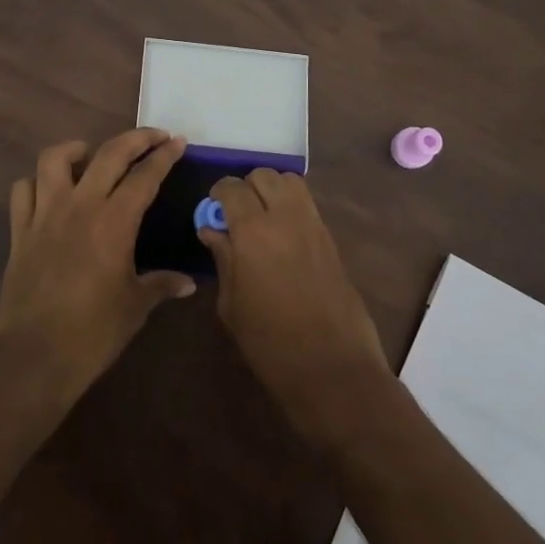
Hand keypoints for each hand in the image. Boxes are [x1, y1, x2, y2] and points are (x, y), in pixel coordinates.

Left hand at [0, 129, 195, 402]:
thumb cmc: (92, 333)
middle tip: (154, 136)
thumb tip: (188, 283)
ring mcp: (44, 215)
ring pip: (54, 159)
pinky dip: (36, 183)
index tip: (177, 142)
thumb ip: (161, 285)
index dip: (164, 156)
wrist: (33, 357)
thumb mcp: (135, 307)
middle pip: (109, 154)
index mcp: (114, 221)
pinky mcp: (19, 231)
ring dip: (76, 149)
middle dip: (135, 139)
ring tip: (90, 155)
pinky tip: (49, 192)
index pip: (145, 176)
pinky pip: (23, 191)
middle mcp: (79, 206)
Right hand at [199, 169, 392, 448]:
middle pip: (264, 175)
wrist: (332, 368)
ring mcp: (313, 226)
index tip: (212, 210)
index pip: (232, 188)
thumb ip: (223, 259)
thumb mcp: (232, 305)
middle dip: (246, 187)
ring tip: (262, 218)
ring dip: (272, 190)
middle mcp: (285, 217)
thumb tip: (212, 230)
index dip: (218, 193)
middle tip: (236, 214)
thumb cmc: (270, 343)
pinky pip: (308, 205)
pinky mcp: (331, 240)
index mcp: (253, 231)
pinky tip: (283, 236)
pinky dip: (292, 206)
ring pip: (290, 182)